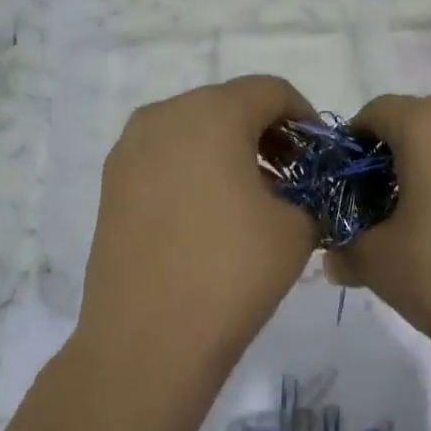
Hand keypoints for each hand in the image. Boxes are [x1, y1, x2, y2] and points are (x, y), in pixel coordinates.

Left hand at [79, 76, 318, 384]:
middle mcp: (163, 117)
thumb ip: (307, 196)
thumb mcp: (297, 229)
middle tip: (290, 176)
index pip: (270, 91)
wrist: (148, 339)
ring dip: (229, 151)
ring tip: (252, 198)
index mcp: (212, 114)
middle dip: (265, 133)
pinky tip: (211, 214)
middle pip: (227, 105)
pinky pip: (164, 158)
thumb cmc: (233, 272)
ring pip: (192, 130)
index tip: (318, 155)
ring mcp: (129, 151)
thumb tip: (295, 197)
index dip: (304, 117)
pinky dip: (195, 169)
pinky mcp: (111, 186)